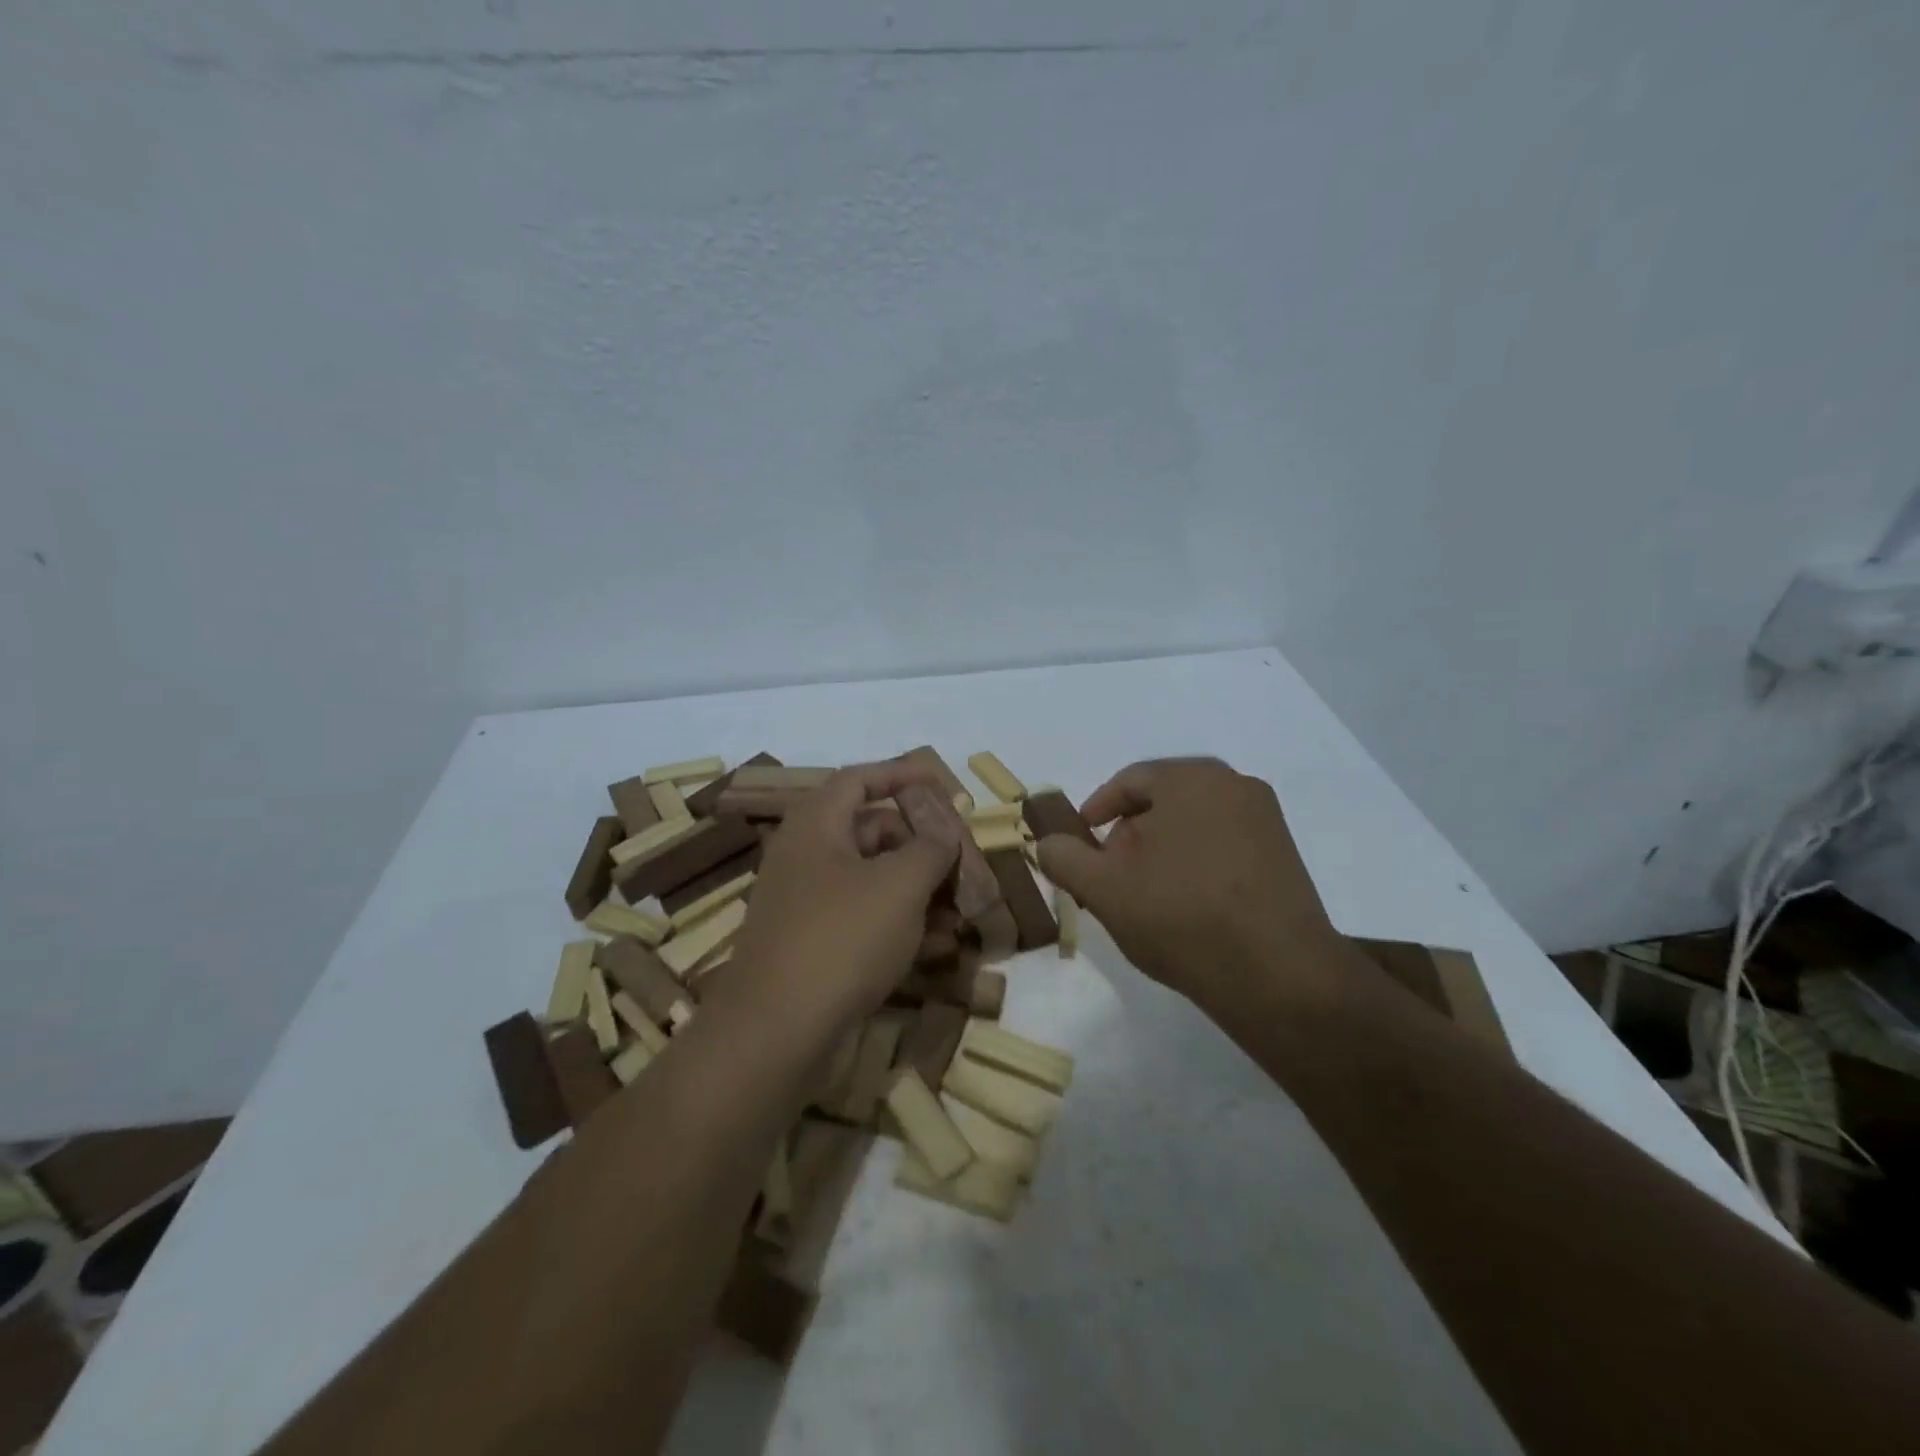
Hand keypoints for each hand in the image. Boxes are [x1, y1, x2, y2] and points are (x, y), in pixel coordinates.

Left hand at [719, 763, 960, 1039]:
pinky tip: (937, 943)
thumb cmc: (841, 938)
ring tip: (960, 905)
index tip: (941, 781)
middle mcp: (806, 857)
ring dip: (917, 887)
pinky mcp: (812, 945)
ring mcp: (806, 904)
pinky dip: (899, 922)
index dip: (901, 774)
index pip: (859, 779)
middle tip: (960, 856)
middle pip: (870, 830)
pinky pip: (863, 918)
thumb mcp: (899, 885)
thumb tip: (943, 830)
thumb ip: (930, 847)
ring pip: (871, 879)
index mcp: (816, 826)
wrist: (775, 1033)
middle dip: (919, 841)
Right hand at [1036, 758, 1342, 1015]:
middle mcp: (1234, 784)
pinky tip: (1187, 902)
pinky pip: (1225, 842)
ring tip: (1146, 893)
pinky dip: (1196, 860)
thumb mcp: (1104, 890)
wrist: (1279, 977)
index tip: (1080, 843)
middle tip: (1111, 873)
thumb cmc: (1182, 918)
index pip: (1129, 781)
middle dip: (1130, 833)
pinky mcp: (1285, 853)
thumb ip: (1065, 859)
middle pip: (1164, 799)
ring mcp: (1266, 819)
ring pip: (1195, 822)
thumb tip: (1046, 843)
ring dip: (1162, 849)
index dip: (1096, 810)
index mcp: (1191, 779)